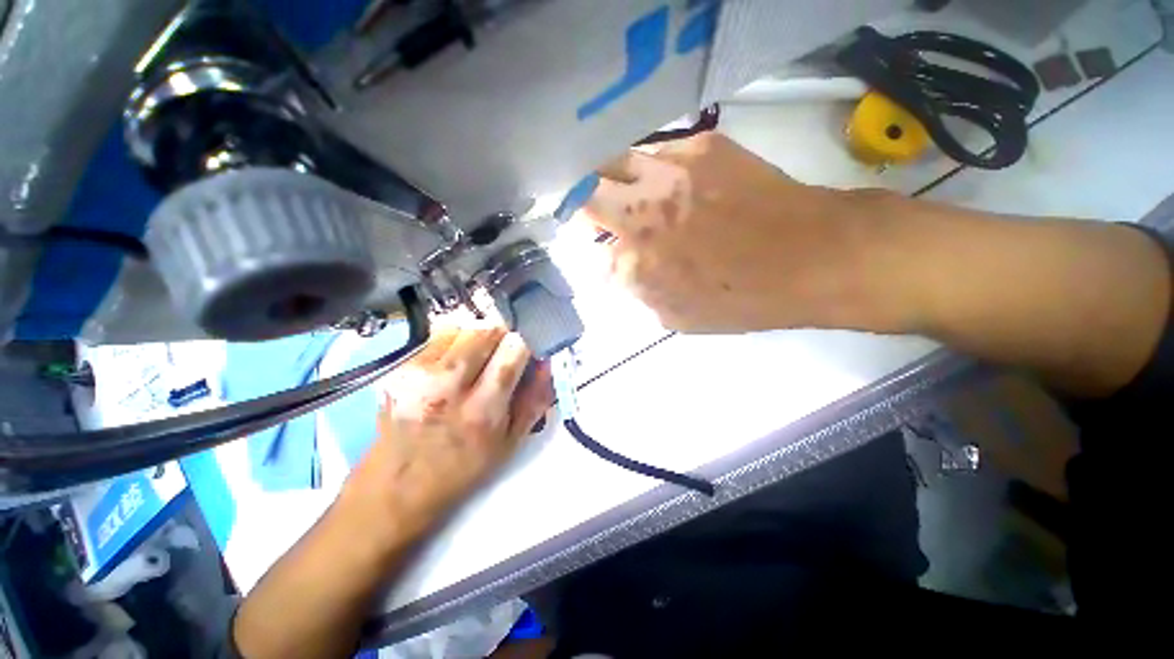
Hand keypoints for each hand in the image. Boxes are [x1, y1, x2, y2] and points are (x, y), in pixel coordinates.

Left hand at [341, 327, 553, 548]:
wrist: (397, 486)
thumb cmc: (463, 468)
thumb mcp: (511, 442)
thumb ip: (535, 398)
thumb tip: (546, 360)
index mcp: (481, 409)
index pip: (513, 348)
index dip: (526, 342)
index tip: (528, 348)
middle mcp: (447, 386)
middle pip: (487, 328)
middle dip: (502, 335)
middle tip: (503, 353)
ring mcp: (416, 374)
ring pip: (462, 325)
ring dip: (477, 336)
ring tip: (476, 358)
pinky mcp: (397, 368)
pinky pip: (437, 334)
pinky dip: (453, 341)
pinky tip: (452, 364)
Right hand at [583, 132, 918, 333]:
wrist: (814, 255)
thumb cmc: (744, 299)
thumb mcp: (677, 317)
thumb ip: (639, 293)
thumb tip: (620, 271)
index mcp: (636, 264)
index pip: (594, 258)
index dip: (598, 260)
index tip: (605, 258)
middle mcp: (640, 213)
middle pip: (583, 196)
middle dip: (582, 209)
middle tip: (596, 217)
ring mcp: (668, 172)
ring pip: (613, 163)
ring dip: (611, 182)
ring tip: (629, 195)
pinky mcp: (701, 144)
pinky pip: (657, 151)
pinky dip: (652, 169)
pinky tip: (670, 182)